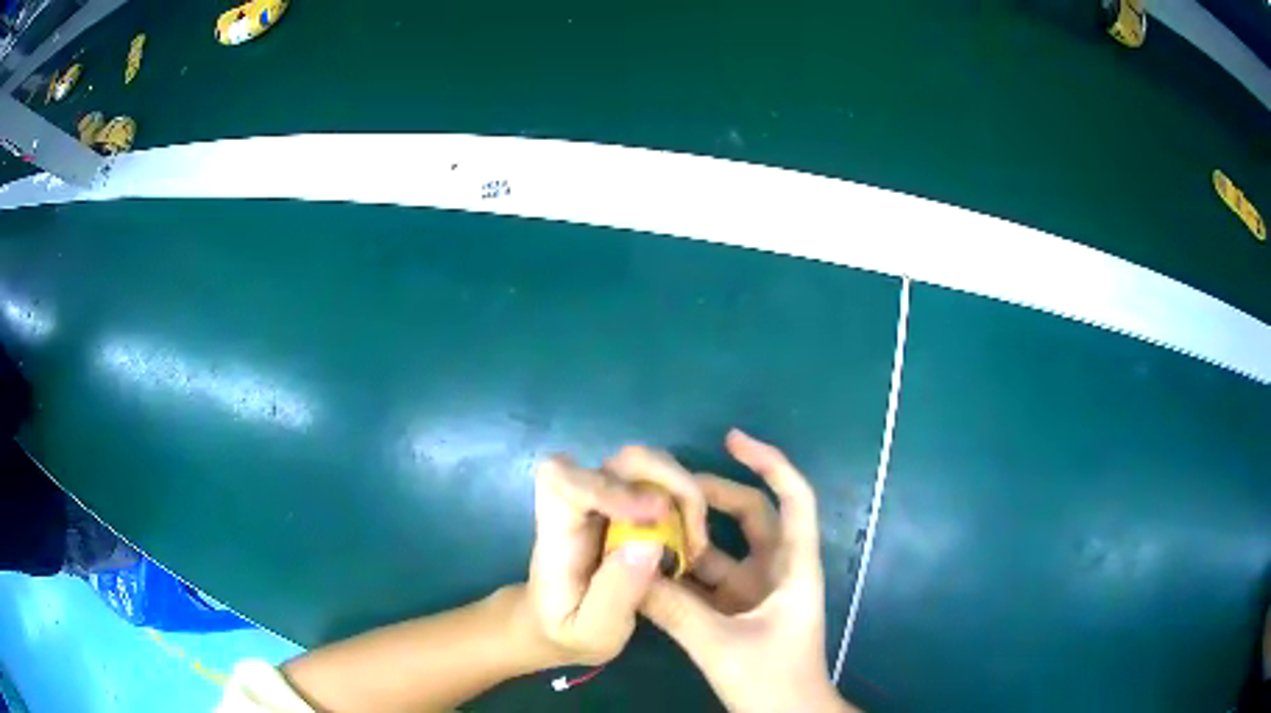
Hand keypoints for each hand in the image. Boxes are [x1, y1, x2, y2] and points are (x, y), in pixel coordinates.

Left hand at [523, 450, 706, 666]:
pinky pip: (662, 483)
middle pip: (622, 460)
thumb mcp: (592, 631)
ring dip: (684, 494)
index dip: (609, 488)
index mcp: (556, 531)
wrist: (558, 624)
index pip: (565, 482)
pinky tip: (692, 542)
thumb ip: (615, 592)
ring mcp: (605, 497)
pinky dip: (686, 502)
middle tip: (694, 536)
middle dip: (670, 483)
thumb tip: (649, 540)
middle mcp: (579, 502)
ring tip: (696, 544)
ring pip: (649, 464)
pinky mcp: (627, 502)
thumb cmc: (567, 629)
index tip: (654, 517)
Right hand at [640, 430, 853, 712]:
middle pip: (751, 516)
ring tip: (646, 525)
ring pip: (723, 550)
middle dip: (712, 497)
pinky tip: (649, 569)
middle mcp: (777, 572)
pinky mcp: (738, 613)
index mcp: (794, 568)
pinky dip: (683, 573)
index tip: (732, 439)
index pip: (793, 498)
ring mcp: (756, 593)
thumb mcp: (722, 645)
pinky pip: (707, 582)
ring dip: (691, 539)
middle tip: (667, 488)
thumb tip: (630, 571)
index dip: (770, 461)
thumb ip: (675, 611)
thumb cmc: (773, 680)